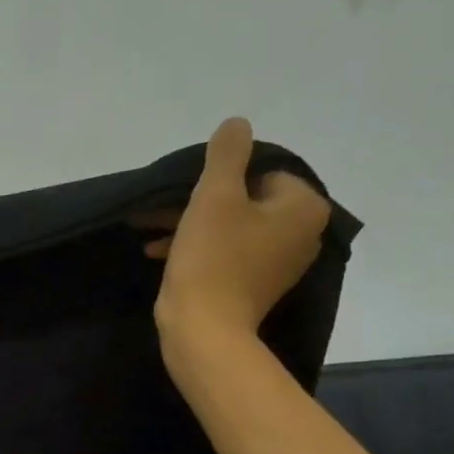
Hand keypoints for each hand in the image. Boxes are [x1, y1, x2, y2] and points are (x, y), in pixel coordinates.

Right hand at [141, 117, 331, 370]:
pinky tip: (158, 252)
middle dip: (199, 202)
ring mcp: (279, 264)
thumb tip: (238, 123)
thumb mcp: (214, 195)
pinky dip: (198, 248)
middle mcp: (303, 234)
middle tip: (159, 210)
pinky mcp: (255, 286)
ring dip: (191, 225)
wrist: (204, 330)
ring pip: (232, 227)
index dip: (221, 178)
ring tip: (149, 230)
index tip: (189, 192)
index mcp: (303, 208)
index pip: (262, 172)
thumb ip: (227, 153)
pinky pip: (227, 253)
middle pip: (246, 200)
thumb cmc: (212, 258)